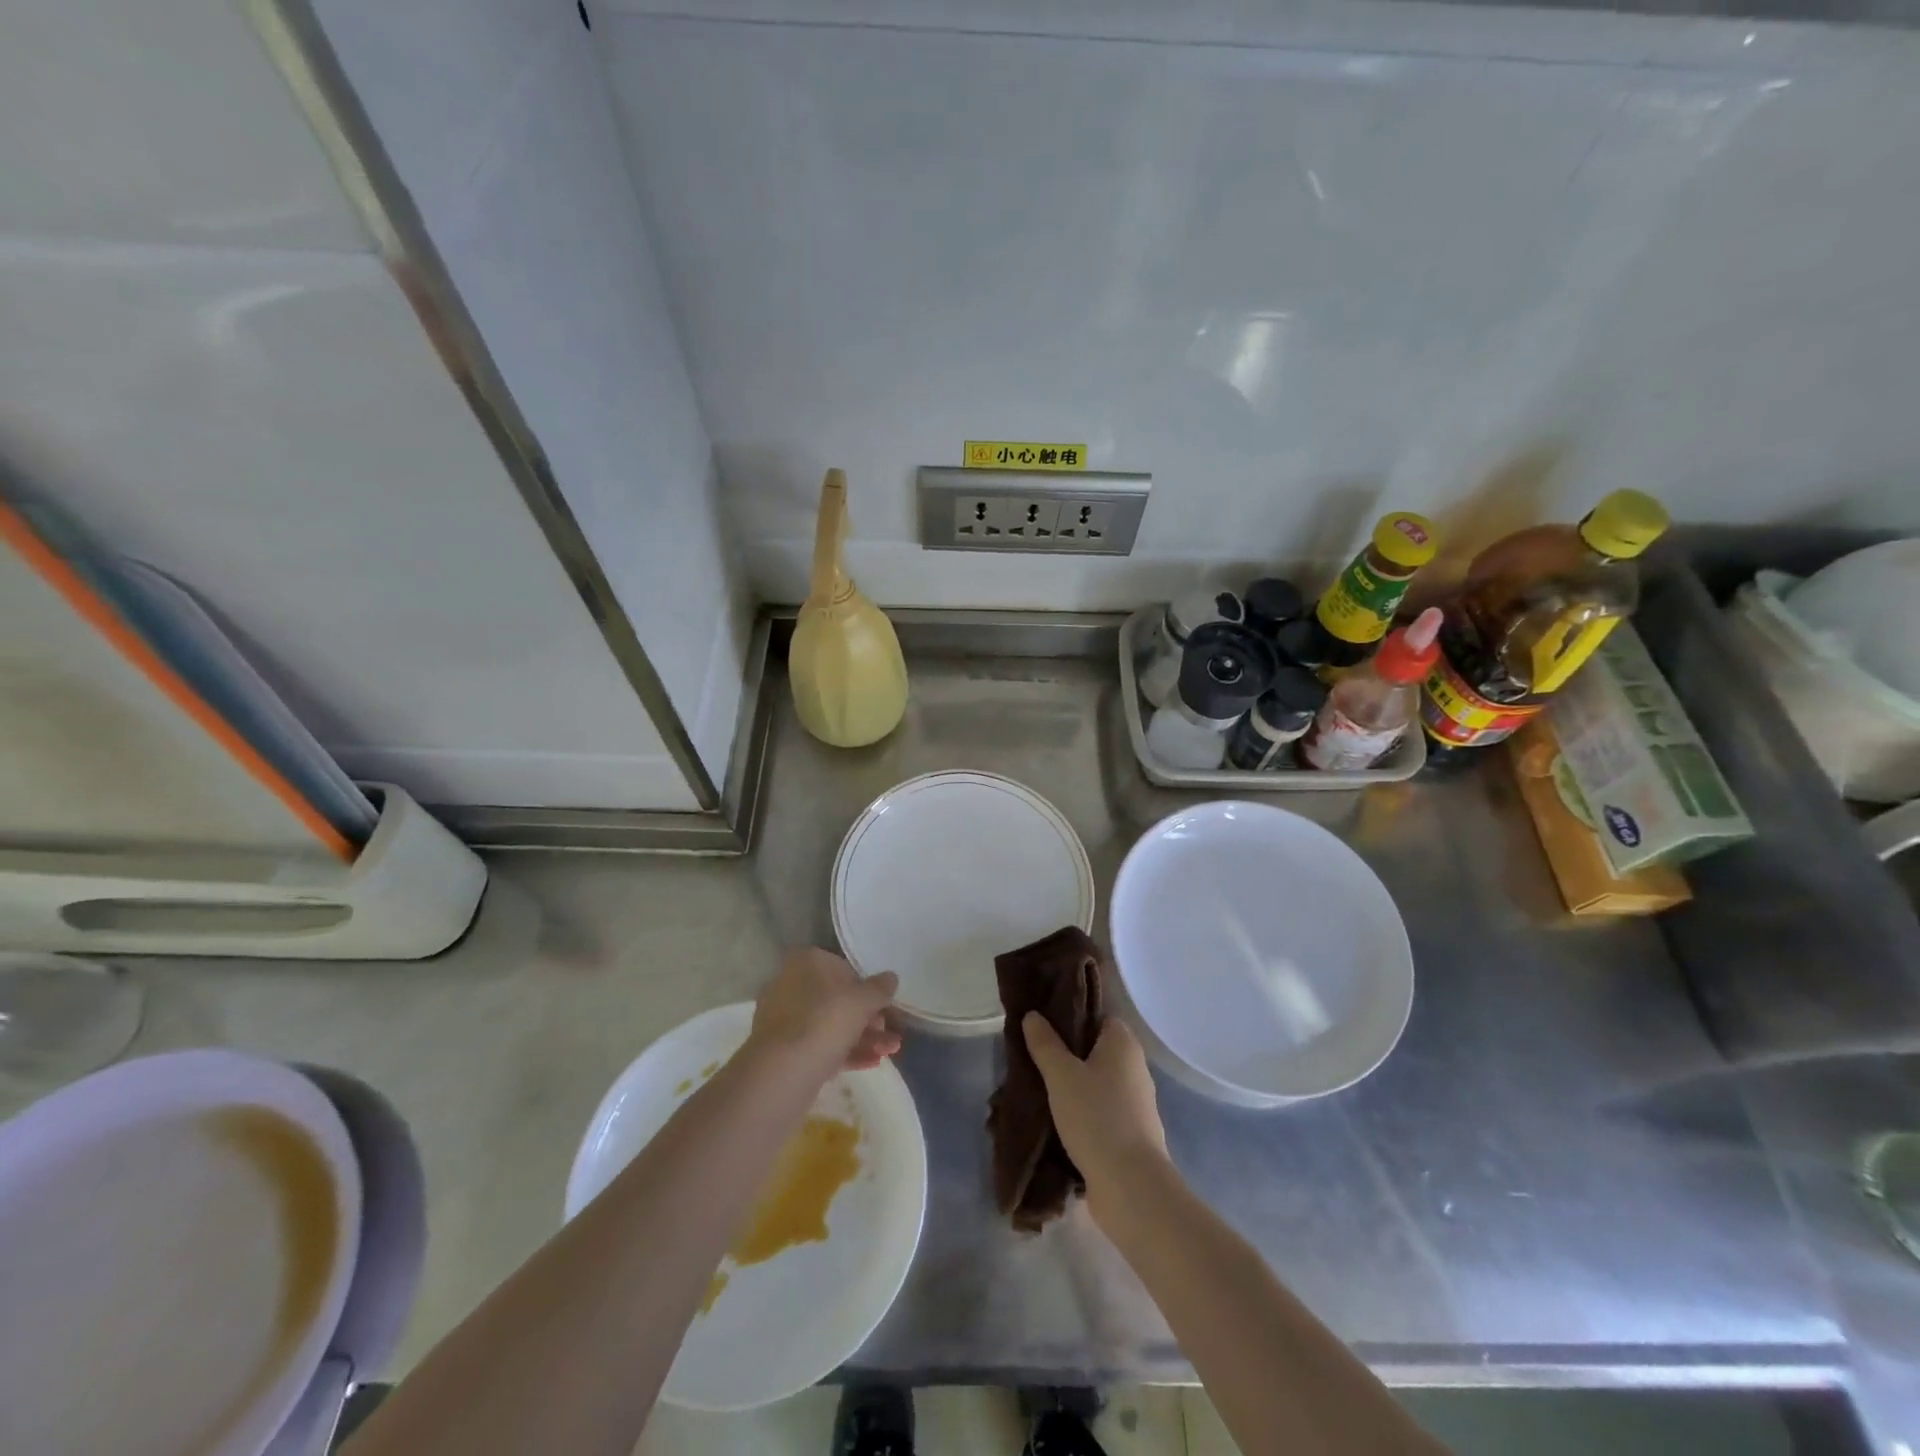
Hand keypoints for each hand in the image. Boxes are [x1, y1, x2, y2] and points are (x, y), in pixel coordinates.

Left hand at [747, 947, 900, 1080]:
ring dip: (863, 1037)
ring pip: (830, 1025)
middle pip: (838, 999)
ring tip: (890, 1052)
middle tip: (891, 1034)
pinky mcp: (783, 1050)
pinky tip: (872, 1063)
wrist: (782, 1072)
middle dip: (869, 1018)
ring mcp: (784, 1019)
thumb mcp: (863, 1000)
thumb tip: (891, 977)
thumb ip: (880, 988)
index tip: (885, 1005)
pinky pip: (820, 1046)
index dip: (868, 987)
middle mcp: (791, 985)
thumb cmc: (825, 1021)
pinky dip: (846, 1053)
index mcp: (806, 962)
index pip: (844, 968)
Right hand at [1023, 1014, 1166, 1210]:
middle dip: (1067, 1054)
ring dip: (1073, 1085)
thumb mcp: (1061, 1075)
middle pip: (1096, 1049)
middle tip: (1034, 1057)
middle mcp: (1135, 1067)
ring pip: (1098, 1082)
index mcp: (1123, 1043)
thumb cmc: (1096, 1118)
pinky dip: (1083, 1111)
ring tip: (1039, 1089)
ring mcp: (1137, 1102)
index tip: (1042, 1024)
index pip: (1097, 1016)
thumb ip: (1045, 1043)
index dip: (1071, 1017)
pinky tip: (1058, 1120)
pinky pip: (1102, 1110)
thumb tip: (1033, 1015)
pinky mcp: (1132, 1132)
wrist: (1131, 1187)